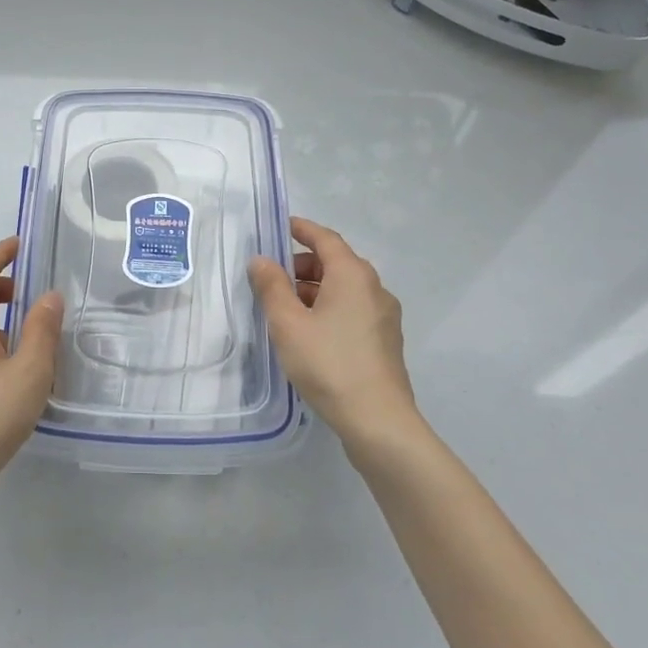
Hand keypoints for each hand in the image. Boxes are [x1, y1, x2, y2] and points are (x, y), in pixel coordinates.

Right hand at [249, 217, 421, 453]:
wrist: (378, 420)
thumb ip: (272, 287)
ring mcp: (384, 315)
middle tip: (273, 278)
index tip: (280, 227)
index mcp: (353, 275)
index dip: (302, 229)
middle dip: (303, 264)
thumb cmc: (329, 364)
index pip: (326, 238)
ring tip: (285, 309)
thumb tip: (261, 260)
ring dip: (315, 290)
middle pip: (336, 263)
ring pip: (345, 289)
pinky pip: (353, 310)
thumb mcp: (288, 324)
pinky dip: (330, 308)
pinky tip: (310, 333)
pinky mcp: (385, 340)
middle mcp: (374, 288)